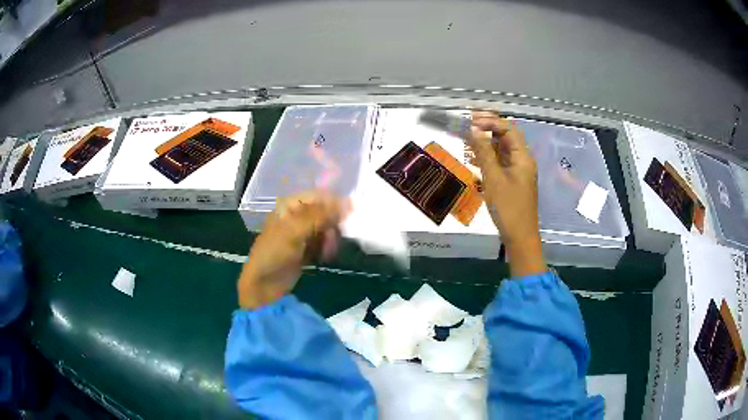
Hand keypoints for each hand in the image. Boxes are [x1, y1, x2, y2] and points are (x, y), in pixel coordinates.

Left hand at [238, 191, 350, 308]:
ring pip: (326, 228)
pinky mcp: (306, 249)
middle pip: (324, 212)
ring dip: (331, 238)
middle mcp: (297, 216)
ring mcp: (302, 233)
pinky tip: (325, 257)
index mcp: (289, 206)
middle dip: (332, 224)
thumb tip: (348, 203)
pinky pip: (323, 243)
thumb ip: (320, 216)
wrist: (263, 285)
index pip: (317, 196)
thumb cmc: (274, 253)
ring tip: (328, 251)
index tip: (350, 213)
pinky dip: (327, 248)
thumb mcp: (294, 231)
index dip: (334, 203)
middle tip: (334, 239)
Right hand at [469, 111, 546, 276]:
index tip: (471, 121)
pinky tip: (474, 161)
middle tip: (467, 126)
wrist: (520, 237)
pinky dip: (488, 159)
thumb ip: (484, 152)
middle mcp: (523, 161)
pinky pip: (501, 164)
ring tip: (466, 142)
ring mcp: (519, 172)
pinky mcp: (514, 182)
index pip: (508, 129)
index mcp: (523, 157)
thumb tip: (475, 129)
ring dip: (486, 144)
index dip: (490, 122)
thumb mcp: (493, 178)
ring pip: (502, 151)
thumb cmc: (508, 208)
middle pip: (506, 138)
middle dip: (487, 130)